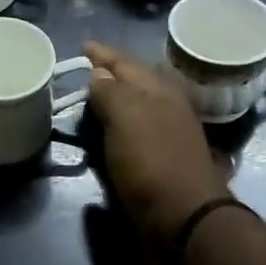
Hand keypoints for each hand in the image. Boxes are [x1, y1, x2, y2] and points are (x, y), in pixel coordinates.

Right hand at [84, 41, 229, 249]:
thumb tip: (98, 73)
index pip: (126, 62)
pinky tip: (108, 131)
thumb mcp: (126, 117)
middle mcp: (165, 108)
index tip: (82, 46)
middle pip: (134, 82)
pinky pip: (134, 132)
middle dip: (111, 72)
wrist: (183, 218)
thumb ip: (110, 91)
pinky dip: (119, 125)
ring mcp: (165, 135)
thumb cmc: (151, 161)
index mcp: (159, 91)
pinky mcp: (160, 161)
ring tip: (92, 96)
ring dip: (116, 98)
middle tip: (85, 68)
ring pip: (136, 106)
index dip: (103, 53)